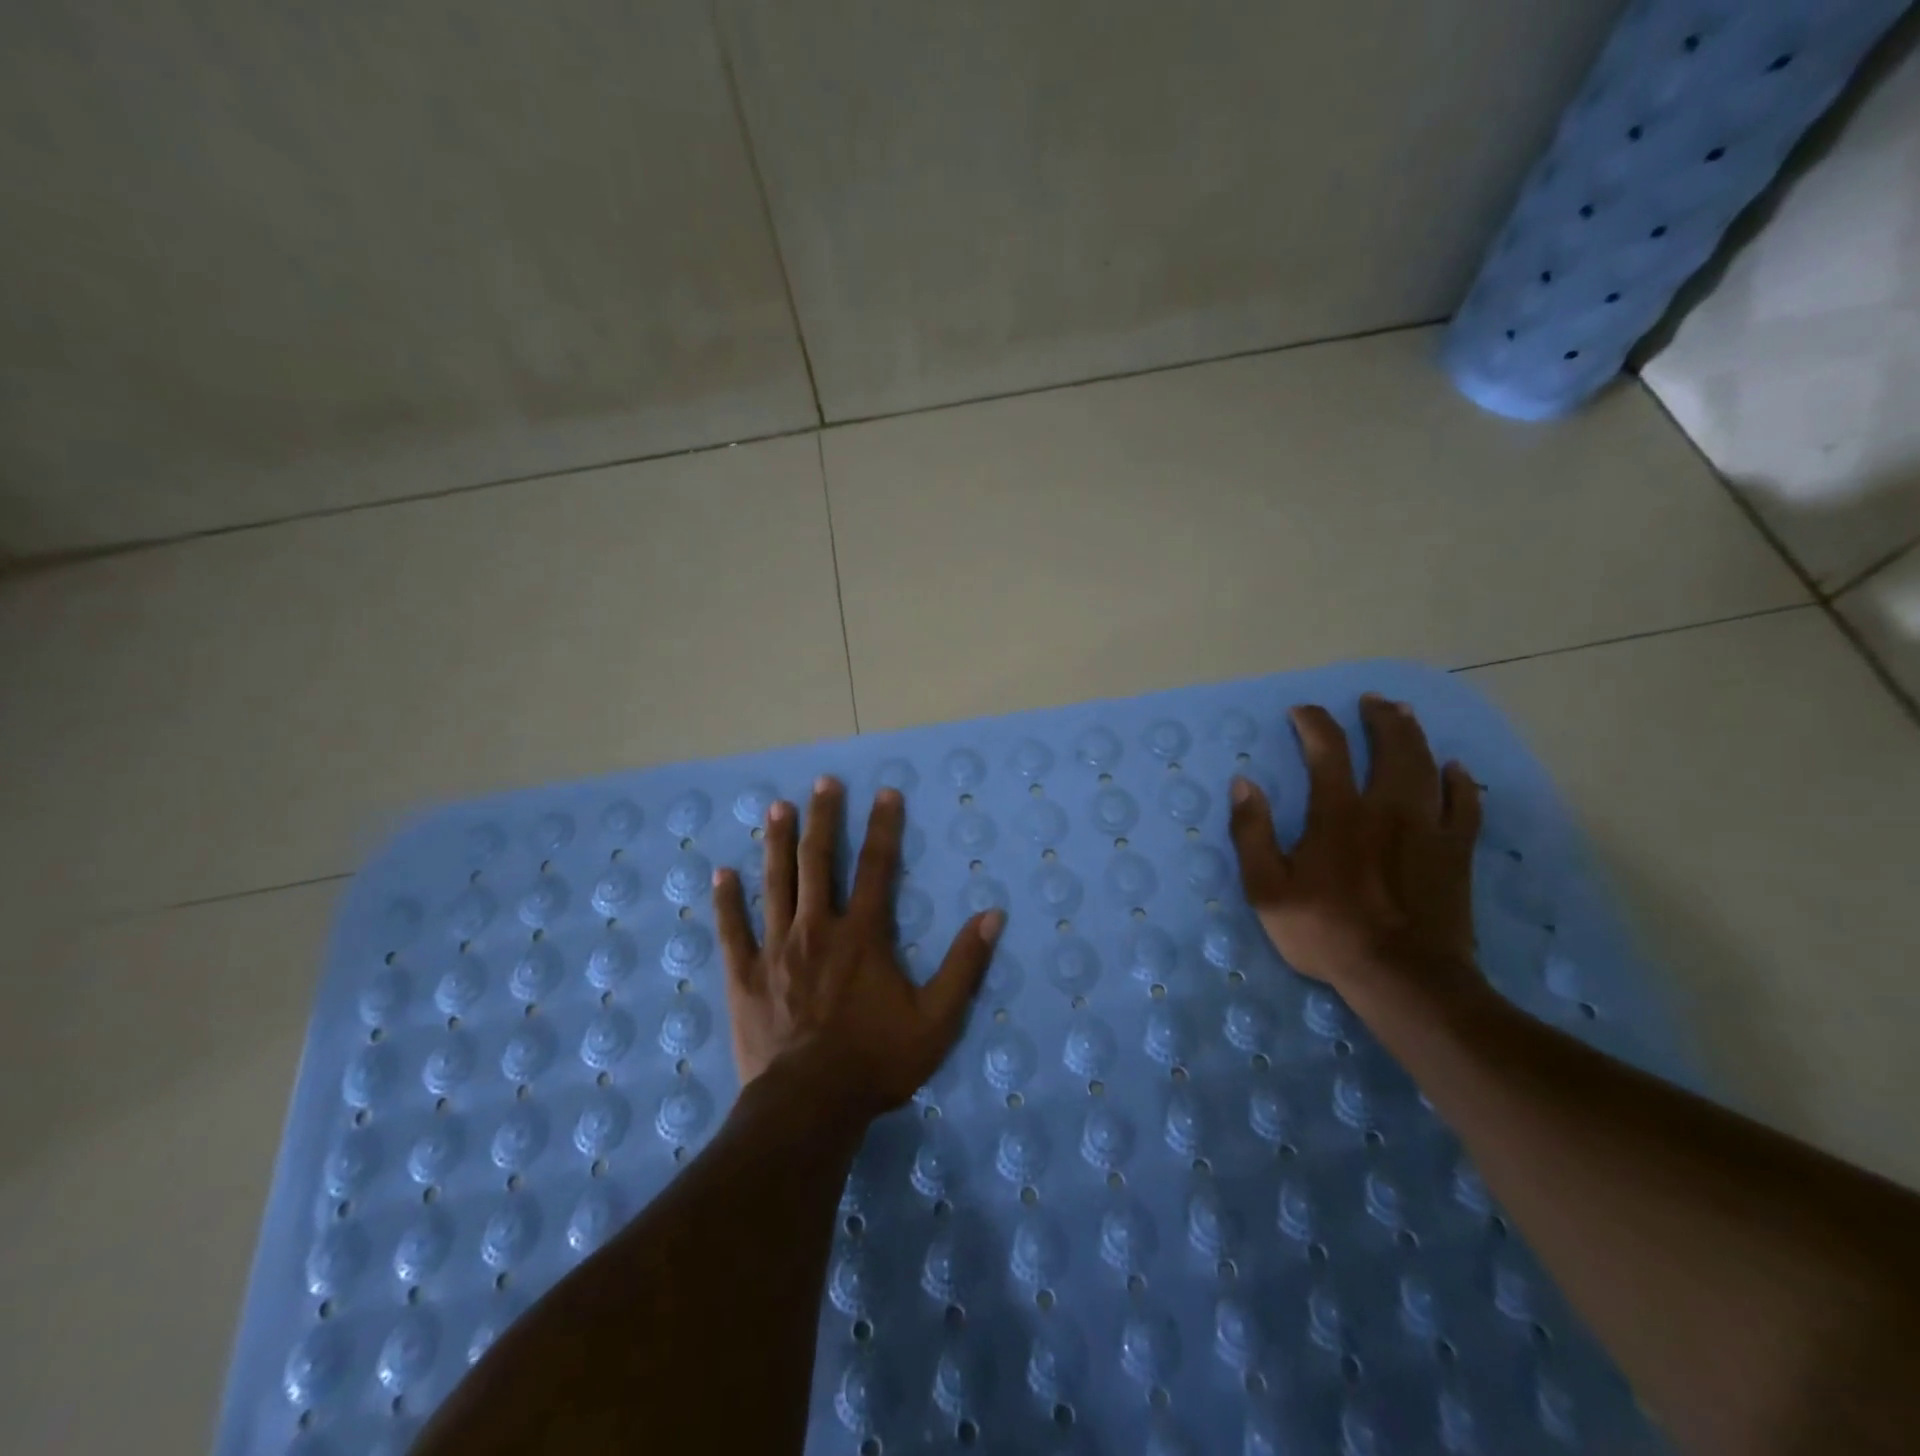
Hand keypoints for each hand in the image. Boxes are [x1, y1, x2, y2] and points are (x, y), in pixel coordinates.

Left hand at [712, 776, 1004, 1119]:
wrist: (810, 1106)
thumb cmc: (877, 1061)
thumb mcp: (937, 1019)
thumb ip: (964, 965)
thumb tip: (992, 915)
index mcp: (863, 935)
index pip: (877, 867)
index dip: (884, 827)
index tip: (886, 793)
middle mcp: (817, 929)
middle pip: (819, 862)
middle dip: (823, 819)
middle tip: (823, 783)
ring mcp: (776, 949)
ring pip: (775, 884)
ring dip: (777, 843)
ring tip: (777, 807)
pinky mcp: (745, 976)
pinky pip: (733, 931)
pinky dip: (727, 901)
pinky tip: (721, 874)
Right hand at [1228, 693, 1484, 1004]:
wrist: (1403, 978)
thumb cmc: (1326, 932)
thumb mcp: (1266, 888)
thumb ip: (1252, 832)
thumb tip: (1244, 783)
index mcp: (1337, 814)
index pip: (1326, 750)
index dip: (1313, 723)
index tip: (1301, 711)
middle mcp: (1386, 808)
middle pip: (1389, 747)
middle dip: (1378, 717)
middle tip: (1370, 700)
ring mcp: (1428, 829)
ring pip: (1426, 766)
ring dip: (1414, 736)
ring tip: (1405, 715)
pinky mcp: (1456, 853)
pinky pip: (1466, 806)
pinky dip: (1461, 783)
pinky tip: (1456, 770)